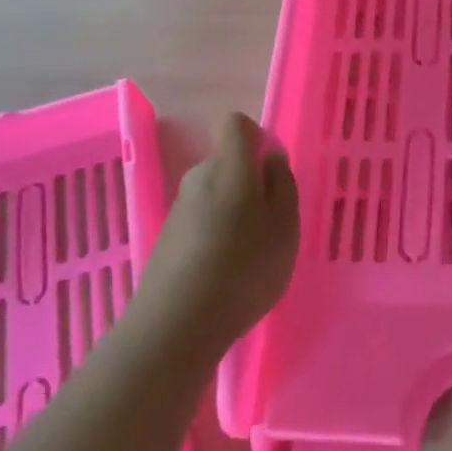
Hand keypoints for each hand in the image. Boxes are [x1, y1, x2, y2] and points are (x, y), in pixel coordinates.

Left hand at [141, 113, 299, 352]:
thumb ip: (282, 184)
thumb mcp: (285, 225)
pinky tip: (225, 274)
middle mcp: (199, 177)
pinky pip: (200, 223)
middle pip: (226, 162)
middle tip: (271, 221)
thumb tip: (271, 157)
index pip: (236, 124)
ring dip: (233, 213)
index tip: (272, 170)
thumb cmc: (244, 268)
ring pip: (214, 195)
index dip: (256, 137)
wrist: (176, 326)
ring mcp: (178, 210)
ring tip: (250, 255)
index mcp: (230, 165)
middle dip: (249, 182)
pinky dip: (215, 237)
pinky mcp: (166, 240)